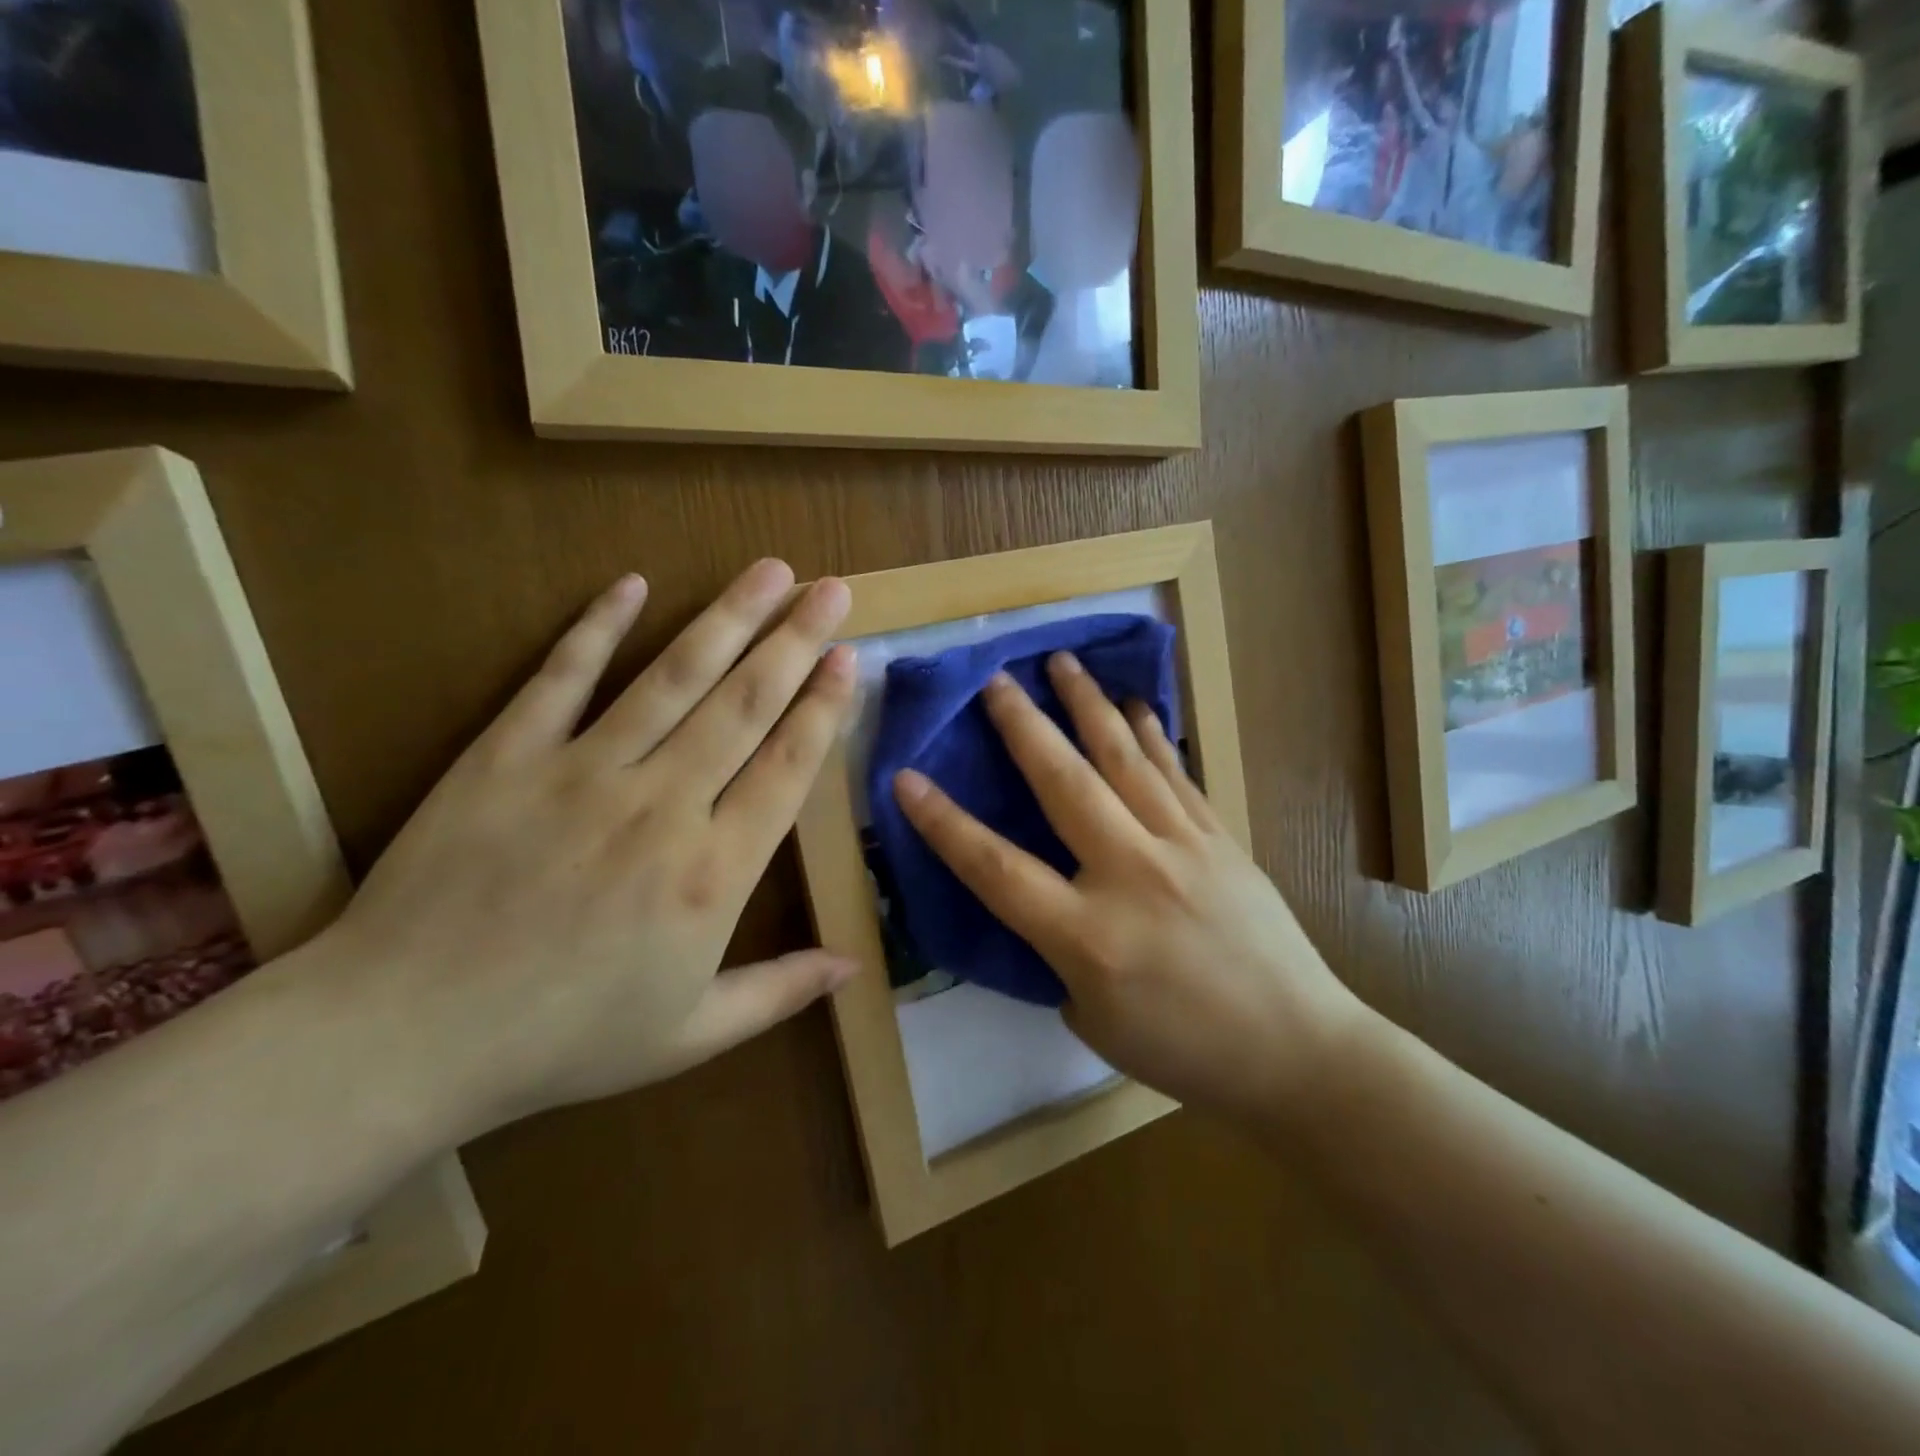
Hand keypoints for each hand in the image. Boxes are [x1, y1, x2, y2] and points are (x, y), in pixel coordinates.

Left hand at [319, 562, 857, 1136]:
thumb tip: (855, 965)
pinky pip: (561, 678)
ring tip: (769, 569)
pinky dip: (598, 628)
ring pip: (673, 677)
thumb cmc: (561, 1041)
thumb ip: (780, 991)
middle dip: (795, 640)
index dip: (823, 708)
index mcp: (713, 873)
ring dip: (727, 618)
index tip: (848, 658)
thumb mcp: (690, 1036)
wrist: (402, 1037)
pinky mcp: (508, 755)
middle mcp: (663, 806)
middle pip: (744, 704)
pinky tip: (633, 584)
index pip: (787, 767)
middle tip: (831, 588)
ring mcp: (583, 772)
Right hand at [892, 655, 1367, 1129]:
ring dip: (1088, 706)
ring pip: (1124, 760)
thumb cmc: (1184, 1051)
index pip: (997, 869)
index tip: (907, 778)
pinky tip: (1134, 704)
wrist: (1297, 1050)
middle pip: (1064, 784)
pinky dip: (1150, 735)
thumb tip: (1047, 904)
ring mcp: (1182, 847)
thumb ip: (1056, 956)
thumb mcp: (1093, 1020)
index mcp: (1087, 936)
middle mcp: (1130, 875)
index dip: (945, 824)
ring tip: (1063, 661)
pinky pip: (1175, 773)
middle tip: (995, 679)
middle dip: (1023, 726)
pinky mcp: (1219, 838)